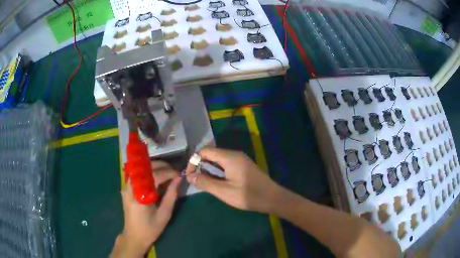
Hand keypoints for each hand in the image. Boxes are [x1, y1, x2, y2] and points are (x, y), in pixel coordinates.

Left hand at [111, 161, 180, 257]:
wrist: (134, 236)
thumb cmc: (151, 228)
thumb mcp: (164, 214)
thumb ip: (171, 195)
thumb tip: (178, 179)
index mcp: (140, 195)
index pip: (155, 176)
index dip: (168, 172)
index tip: (179, 174)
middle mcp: (131, 187)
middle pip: (145, 167)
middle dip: (161, 166)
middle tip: (173, 171)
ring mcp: (126, 186)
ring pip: (141, 168)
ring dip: (154, 167)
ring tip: (167, 172)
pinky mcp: (127, 188)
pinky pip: (138, 174)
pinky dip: (148, 172)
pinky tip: (157, 177)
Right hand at [186, 148, 282, 213]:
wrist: (272, 198)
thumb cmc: (248, 195)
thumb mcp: (224, 191)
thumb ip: (205, 182)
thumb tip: (189, 175)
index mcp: (229, 157)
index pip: (205, 151)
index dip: (194, 161)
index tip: (190, 175)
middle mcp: (234, 154)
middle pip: (211, 154)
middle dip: (201, 165)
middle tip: (197, 180)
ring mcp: (240, 159)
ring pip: (218, 159)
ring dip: (209, 169)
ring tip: (205, 183)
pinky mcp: (244, 166)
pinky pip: (226, 164)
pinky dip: (218, 171)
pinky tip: (218, 182)